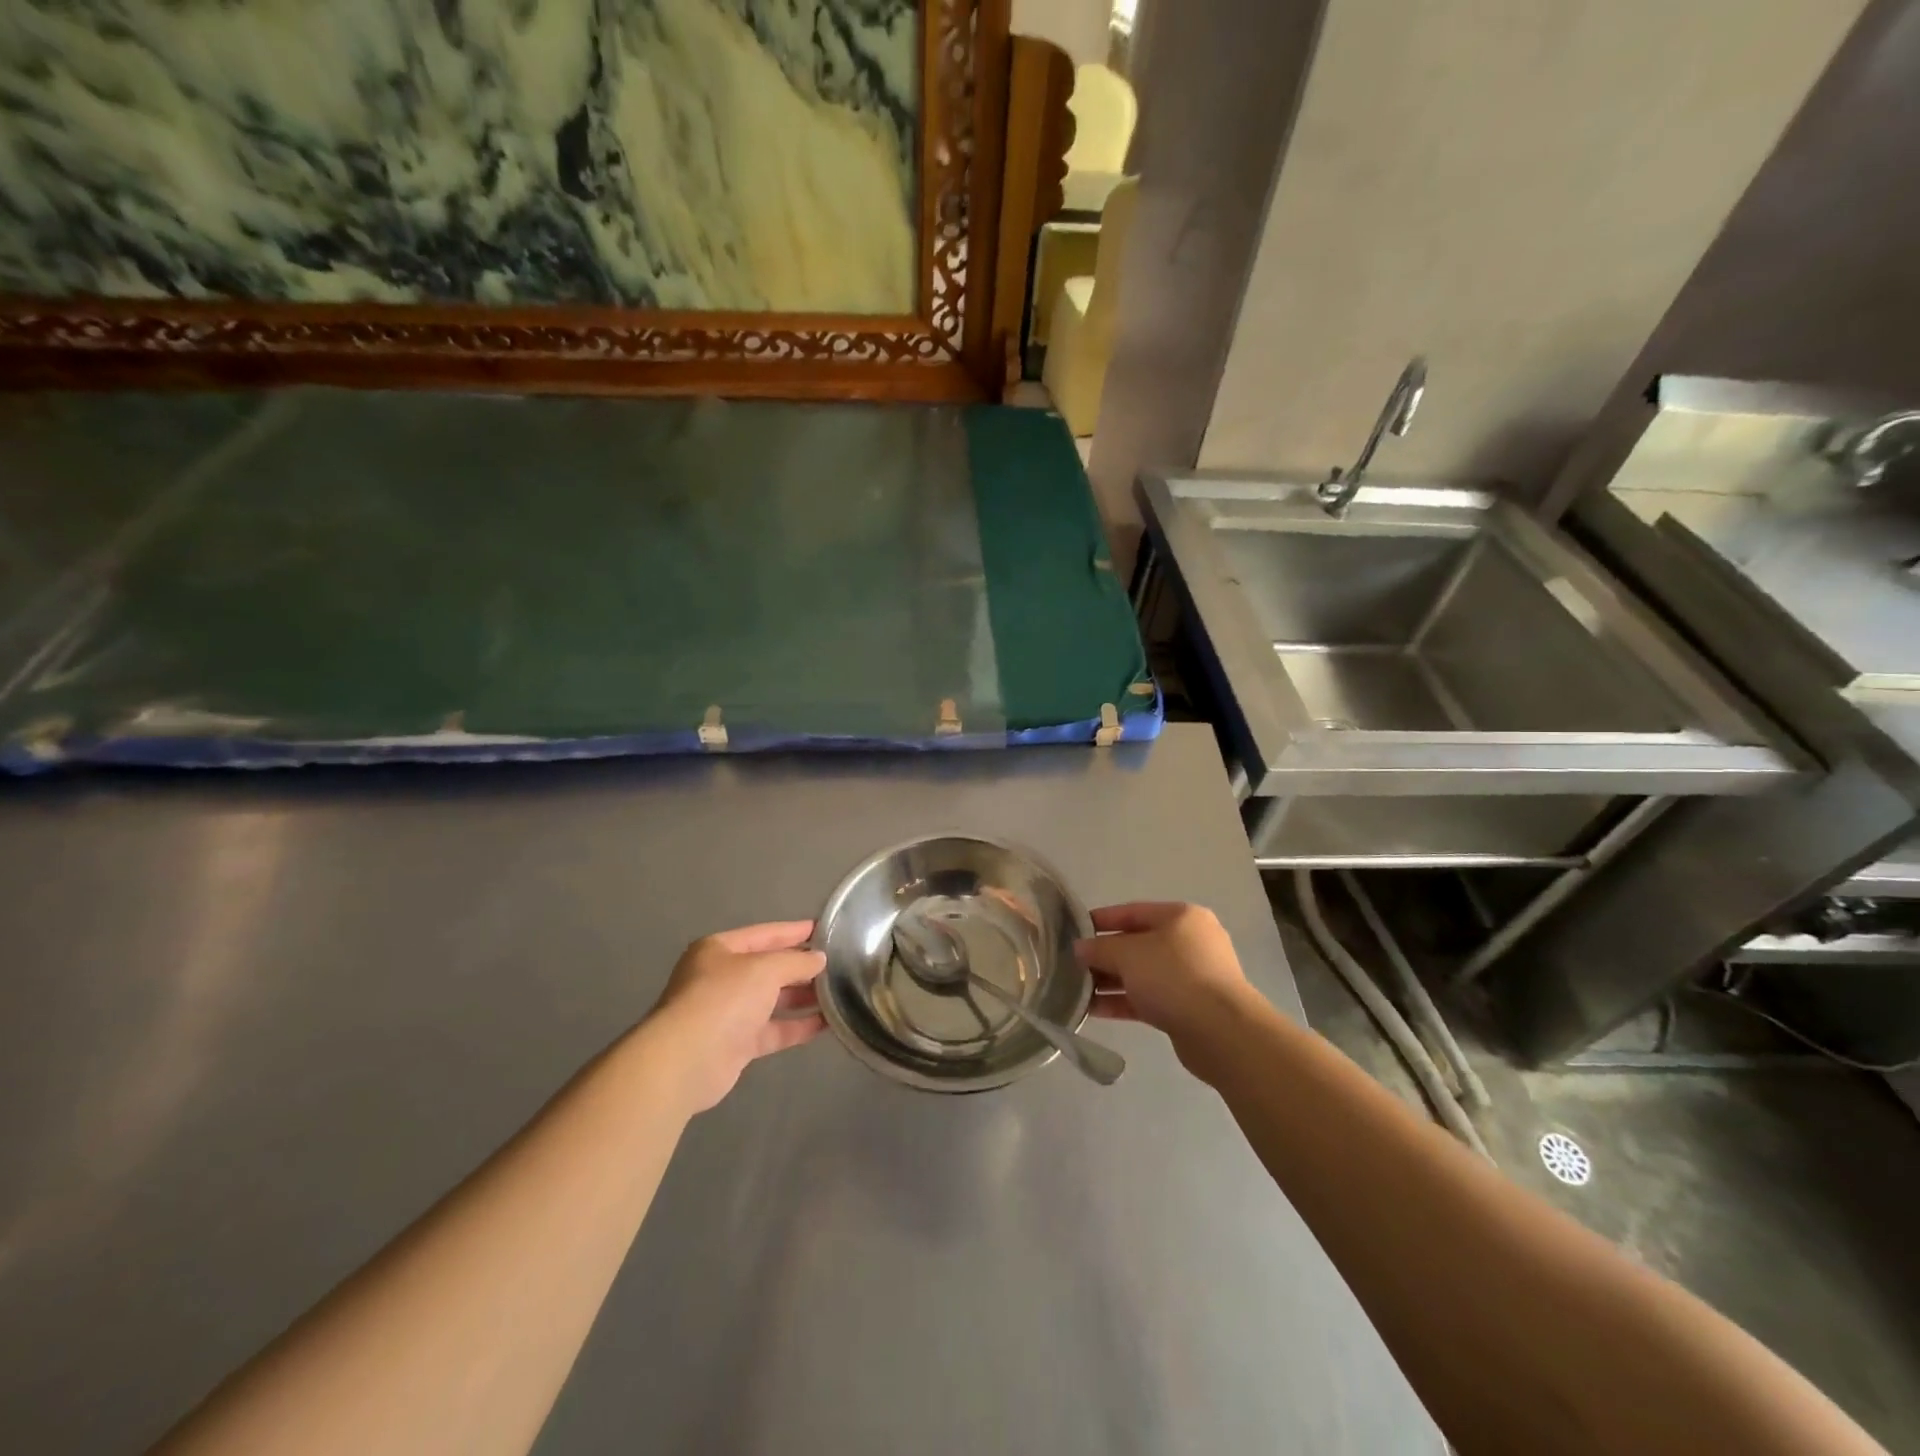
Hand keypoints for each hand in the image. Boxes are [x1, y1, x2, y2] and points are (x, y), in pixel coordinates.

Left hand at [643, 921, 826, 1113]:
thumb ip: (796, 962)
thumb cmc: (723, 999)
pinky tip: (826, 1023)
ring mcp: (728, 1013)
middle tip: (837, 963)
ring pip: (772, 1000)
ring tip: (838, 991)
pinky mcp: (736, 1044)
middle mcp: (721, 978)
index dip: (794, 931)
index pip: (764, 934)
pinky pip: (773, 1030)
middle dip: (801, 967)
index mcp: (719, 950)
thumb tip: (819, 959)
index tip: (824, 930)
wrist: (687, 1060)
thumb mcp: (765, 969)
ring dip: (802, 997)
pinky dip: (797, 1026)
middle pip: (768, 967)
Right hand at [1076, 903, 1254, 1060]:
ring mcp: (1191, 977)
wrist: (1221, 1032)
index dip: (1101, 920)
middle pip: (1137, 944)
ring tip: (1077, 990)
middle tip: (1072, 964)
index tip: (1073, 929)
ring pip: (1142, 974)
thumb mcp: (1128, 954)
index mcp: (1181, 917)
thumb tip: (1079, 948)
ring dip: (1110, 981)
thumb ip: (1100, 949)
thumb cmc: (1174, 976)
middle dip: (1104, 955)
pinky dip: (1123, 1001)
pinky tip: (1093, 1010)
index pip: (1133, 912)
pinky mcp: (1187, 1008)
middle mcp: (1189, 942)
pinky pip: (1148, 998)